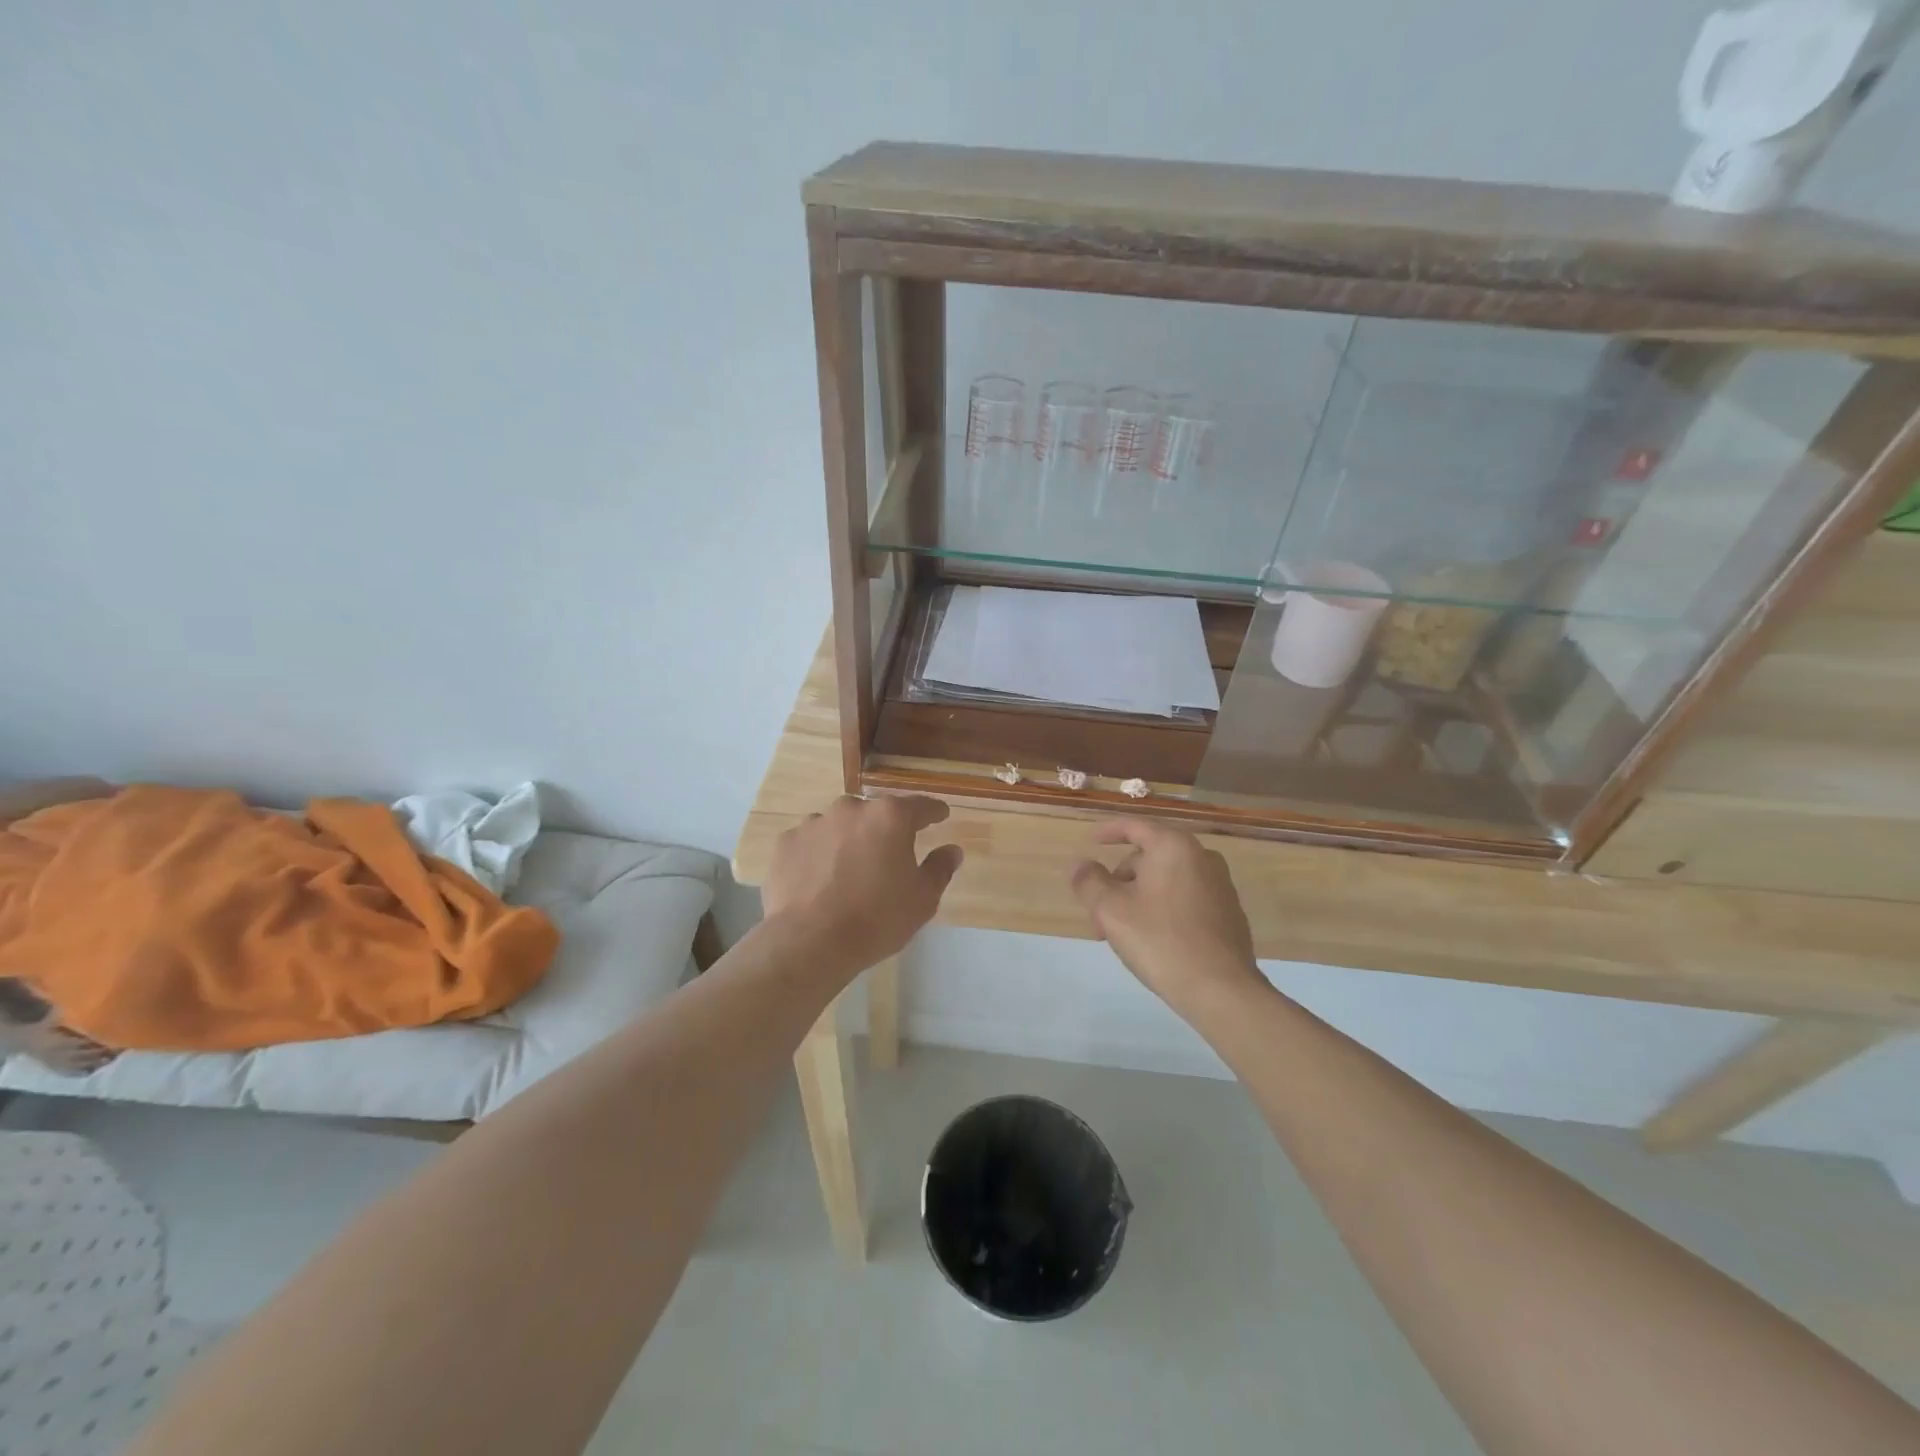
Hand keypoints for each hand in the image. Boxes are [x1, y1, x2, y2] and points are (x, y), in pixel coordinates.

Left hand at [761, 795, 962, 978]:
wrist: (810, 942)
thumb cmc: (876, 919)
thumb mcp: (922, 899)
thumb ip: (939, 869)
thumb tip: (951, 850)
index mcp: (890, 817)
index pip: (920, 806)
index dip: (933, 812)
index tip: (940, 816)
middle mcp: (851, 809)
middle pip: (876, 814)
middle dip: (885, 831)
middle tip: (889, 857)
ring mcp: (814, 823)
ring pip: (840, 826)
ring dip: (849, 841)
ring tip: (849, 872)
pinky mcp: (786, 843)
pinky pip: (811, 843)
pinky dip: (818, 856)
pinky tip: (819, 881)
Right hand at [1071, 820, 1262, 1020]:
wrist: (1221, 990)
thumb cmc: (1161, 941)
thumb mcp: (1111, 910)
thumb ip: (1089, 882)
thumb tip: (1080, 865)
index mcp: (1174, 847)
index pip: (1135, 826)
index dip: (1108, 831)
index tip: (1090, 841)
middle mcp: (1202, 857)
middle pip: (1149, 857)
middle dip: (1120, 881)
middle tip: (1100, 914)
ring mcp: (1220, 886)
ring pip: (1166, 881)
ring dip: (1138, 899)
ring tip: (1122, 933)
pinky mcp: (1228, 913)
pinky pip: (1185, 899)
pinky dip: (1163, 909)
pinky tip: (1153, 941)